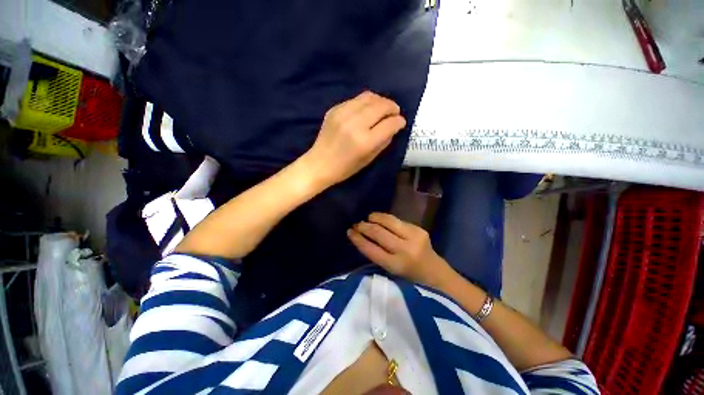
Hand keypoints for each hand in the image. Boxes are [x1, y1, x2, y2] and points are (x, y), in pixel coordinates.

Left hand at [304, 91, 405, 186]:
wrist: (319, 163)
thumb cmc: (345, 168)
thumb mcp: (369, 159)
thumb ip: (383, 142)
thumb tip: (393, 127)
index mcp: (365, 141)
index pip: (389, 124)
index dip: (399, 121)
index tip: (401, 122)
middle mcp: (355, 124)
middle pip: (381, 105)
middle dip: (392, 107)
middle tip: (394, 113)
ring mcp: (343, 114)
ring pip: (369, 97)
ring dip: (380, 101)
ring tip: (383, 108)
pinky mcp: (334, 109)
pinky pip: (356, 99)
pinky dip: (366, 103)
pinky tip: (366, 110)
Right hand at [347, 212, 453, 288]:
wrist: (436, 273)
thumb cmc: (410, 278)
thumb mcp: (390, 271)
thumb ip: (376, 254)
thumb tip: (361, 237)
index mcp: (396, 265)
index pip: (371, 249)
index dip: (358, 239)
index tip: (349, 232)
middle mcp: (405, 250)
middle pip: (378, 233)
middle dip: (364, 226)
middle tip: (356, 224)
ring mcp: (414, 237)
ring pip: (388, 221)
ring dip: (375, 217)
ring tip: (368, 218)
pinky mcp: (419, 229)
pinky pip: (397, 220)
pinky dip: (385, 219)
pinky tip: (380, 219)